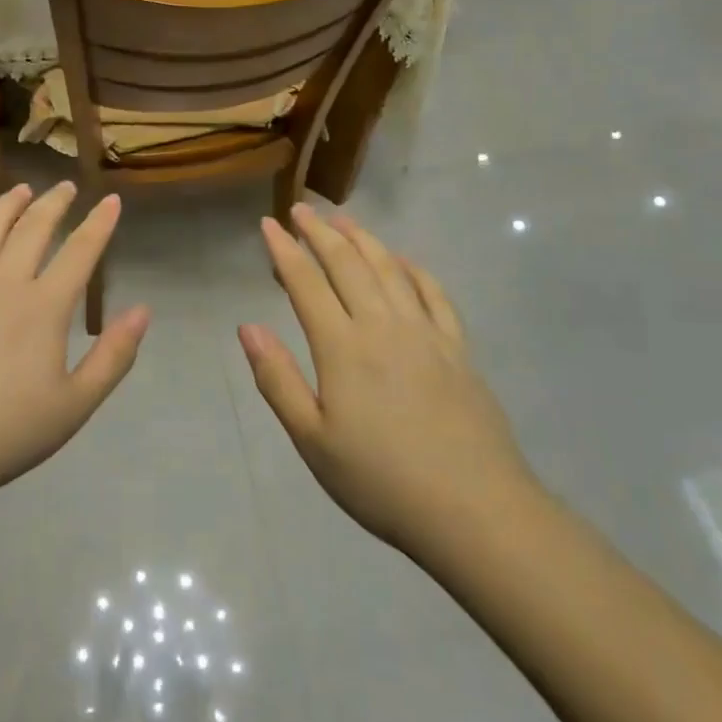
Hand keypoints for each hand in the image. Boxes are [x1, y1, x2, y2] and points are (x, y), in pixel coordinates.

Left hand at [0, 182, 149, 504]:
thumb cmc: (5, 434)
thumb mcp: (75, 405)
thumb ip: (114, 356)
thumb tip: (142, 311)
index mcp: (44, 306)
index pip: (80, 250)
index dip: (99, 223)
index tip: (110, 200)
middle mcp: (2, 282)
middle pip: (33, 228)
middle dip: (54, 202)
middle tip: (64, 187)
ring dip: (8, 204)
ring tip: (21, 189)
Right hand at [239, 205, 535, 557]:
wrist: (474, 511)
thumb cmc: (381, 481)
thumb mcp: (313, 440)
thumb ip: (278, 379)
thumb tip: (247, 327)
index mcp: (343, 347)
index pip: (306, 283)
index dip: (284, 250)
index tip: (268, 224)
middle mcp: (383, 325)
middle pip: (347, 264)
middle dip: (320, 233)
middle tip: (300, 210)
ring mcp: (426, 332)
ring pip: (389, 269)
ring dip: (363, 239)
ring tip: (342, 220)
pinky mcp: (458, 348)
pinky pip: (434, 293)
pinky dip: (414, 268)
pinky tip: (403, 260)